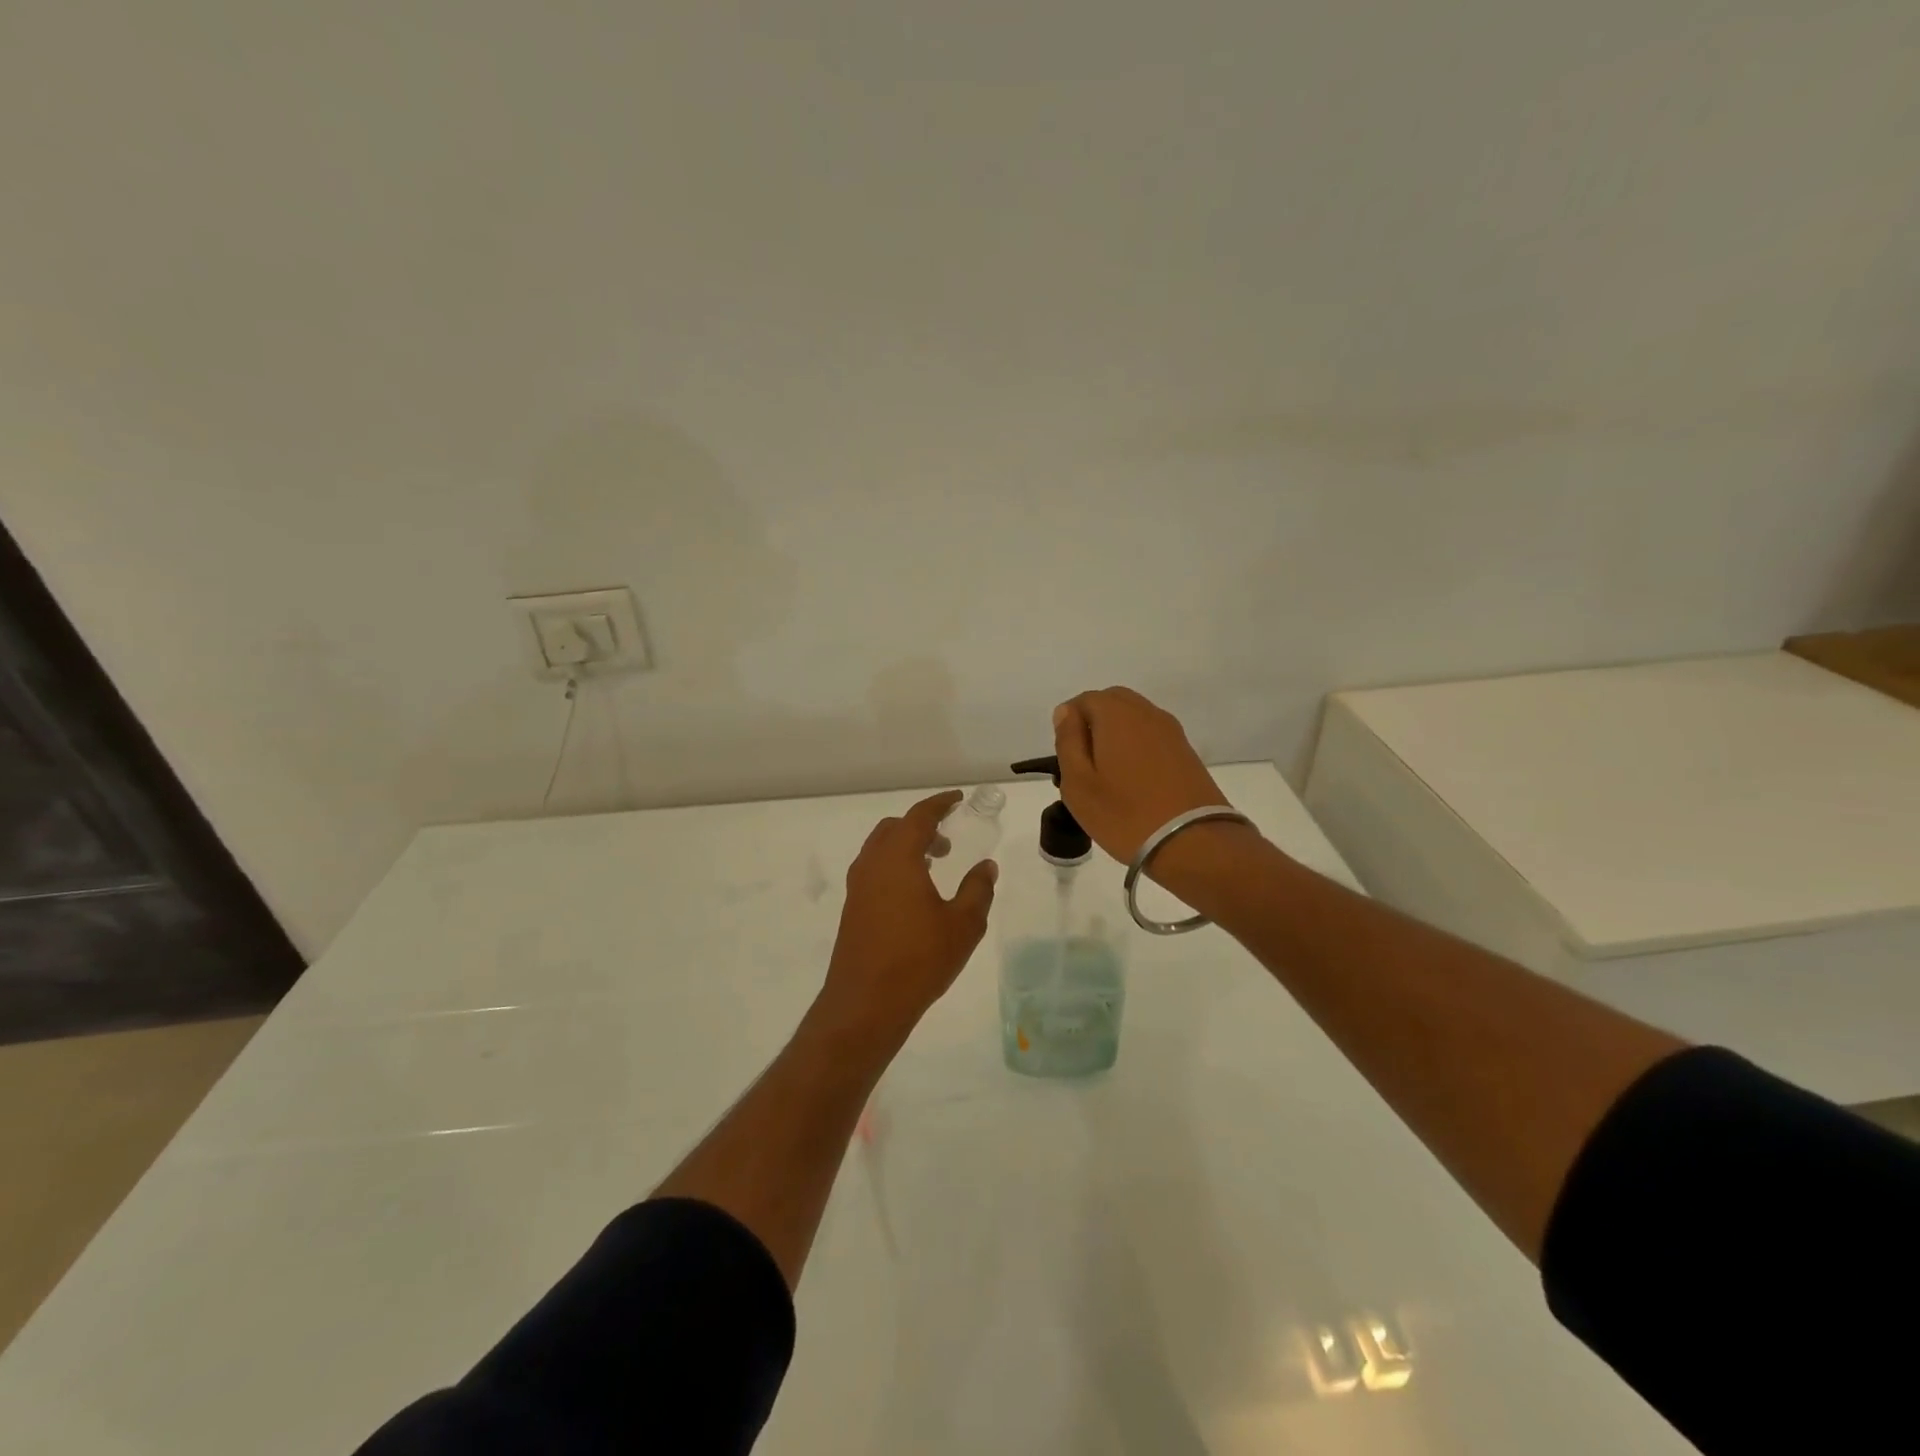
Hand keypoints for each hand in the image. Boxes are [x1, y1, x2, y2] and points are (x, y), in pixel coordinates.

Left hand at [819, 791, 997, 1045]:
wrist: (865, 1004)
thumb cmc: (919, 960)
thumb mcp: (963, 925)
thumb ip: (978, 889)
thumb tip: (986, 866)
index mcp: (898, 858)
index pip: (919, 816)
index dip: (940, 804)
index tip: (958, 799)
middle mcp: (872, 864)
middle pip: (895, 828)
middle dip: (921, 826)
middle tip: (948, 840)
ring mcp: (857, 887)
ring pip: (881, 849)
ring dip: (906, 847)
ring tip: (935, 865)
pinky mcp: (852, 909)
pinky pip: (874, 871)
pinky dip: (894, 867)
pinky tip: (914, 894)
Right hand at [1053, 687, 1239, 866]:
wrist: (1192, 842)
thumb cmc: (1124, 814)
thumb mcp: (1078, 782)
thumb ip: (1068, 740)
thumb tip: (1066, 712)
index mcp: (1116, 713)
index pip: (1083, 700)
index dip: (1069, 725)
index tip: (1067, 759)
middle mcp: (1146, 712)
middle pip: (1112, 703)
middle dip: (1093, 725)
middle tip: (1085, 765)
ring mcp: (1171, 731)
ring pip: (1134, 719)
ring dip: (1116, 737)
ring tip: (1109, 777)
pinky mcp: (1186, 752)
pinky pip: (1152, 737)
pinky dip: (1137, 749)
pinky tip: (1134, 782)